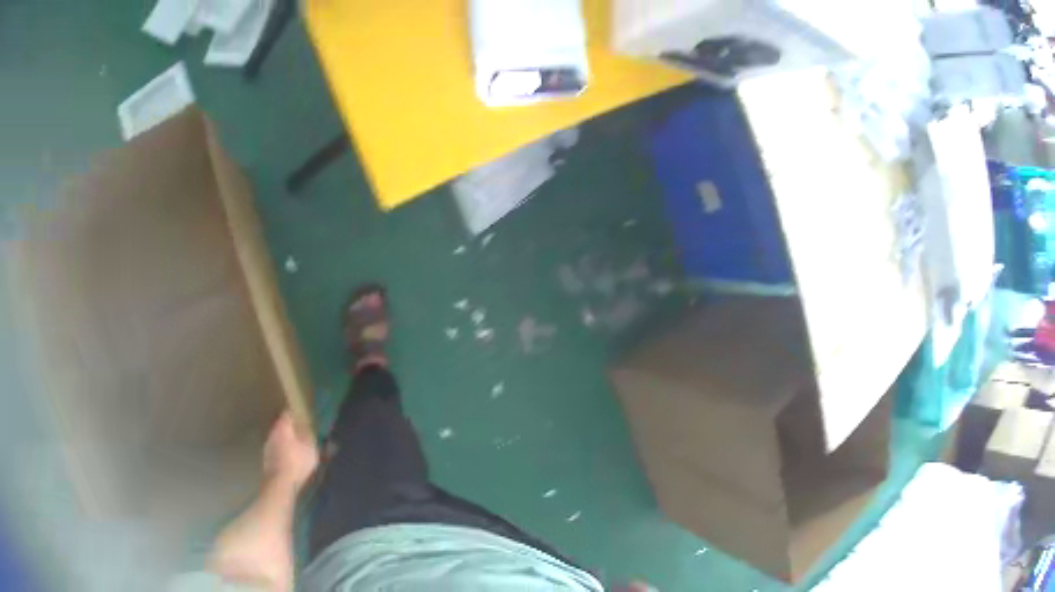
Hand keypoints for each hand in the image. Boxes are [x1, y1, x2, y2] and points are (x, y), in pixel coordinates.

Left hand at [263, 411, 318, 490]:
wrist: (280, 483)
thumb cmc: (297, 462)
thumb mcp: (311, 449)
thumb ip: (312, 436)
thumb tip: (312, 427)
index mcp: (282, 426)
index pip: (288, 413)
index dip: (297, 413)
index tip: (304, 416)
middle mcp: (272, 432)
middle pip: (282, 425)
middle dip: (292, 428)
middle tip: (302, 433)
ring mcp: (267, 445)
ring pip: (278, 438)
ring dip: (286, 441)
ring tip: (297, 448)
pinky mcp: (266, 458)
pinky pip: (276, 450)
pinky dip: (283, 452)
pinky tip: (290, 460)